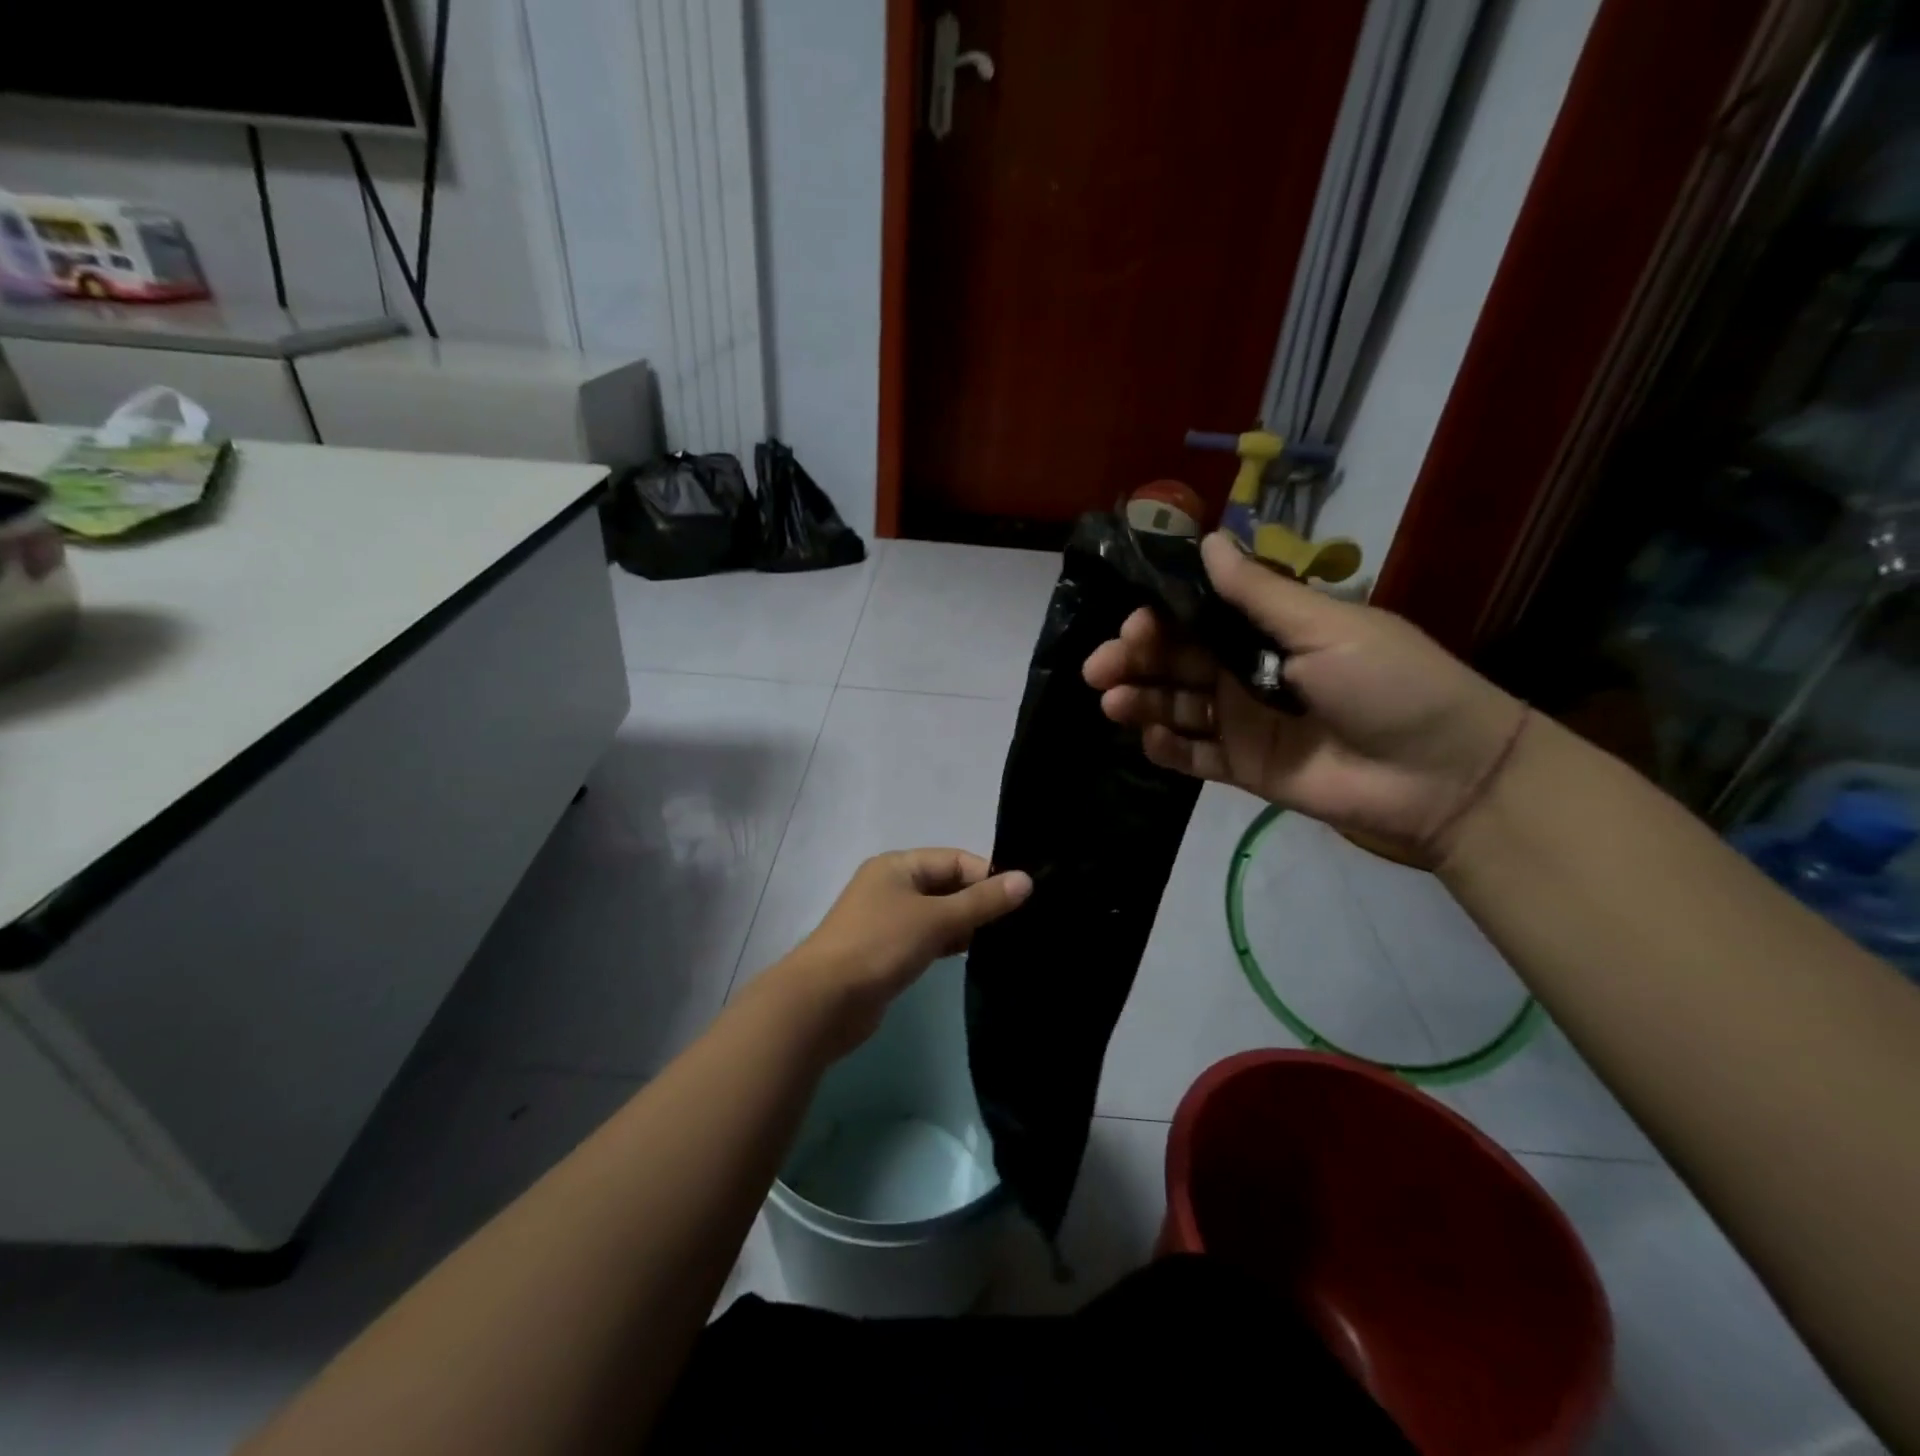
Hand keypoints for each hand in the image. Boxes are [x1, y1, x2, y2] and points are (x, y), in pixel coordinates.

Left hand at [775, 849, 1031, 1054]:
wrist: (824, 1001)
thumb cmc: (879, 946)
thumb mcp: (936, 919)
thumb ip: (982, 901)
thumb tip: (1027, 880)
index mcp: (898, 865)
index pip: (955, 860)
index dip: (988, 875)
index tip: (1022, 900)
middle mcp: (892, 886)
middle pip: (947, 885)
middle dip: (980, 901)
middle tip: (1020, 923)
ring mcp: (887, 920)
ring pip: (938, 914)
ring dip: (967, 924)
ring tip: (1005, 941)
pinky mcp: (887, 952)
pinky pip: (927, 938)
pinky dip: (949, 943)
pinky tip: (974, 956)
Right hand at [1082, 533, 1525, 864]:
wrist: (1442, 776)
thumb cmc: (1388, 684)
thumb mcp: (1326, 627)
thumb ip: (1258, 593)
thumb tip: (1209, 539)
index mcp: (1270, 632)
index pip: (1198, 620)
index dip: (1160, 621)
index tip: (1132, 626)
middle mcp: (1249, 673)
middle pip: (1177, 663)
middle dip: (1135, 661)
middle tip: (1101, 670)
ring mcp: (1246, 724)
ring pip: (1178, 708)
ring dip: (1142, 703)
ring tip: (1113, 704)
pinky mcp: (1245, 770)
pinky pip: (1195, 758)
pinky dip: (1167, 749)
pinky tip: (1148, 739)